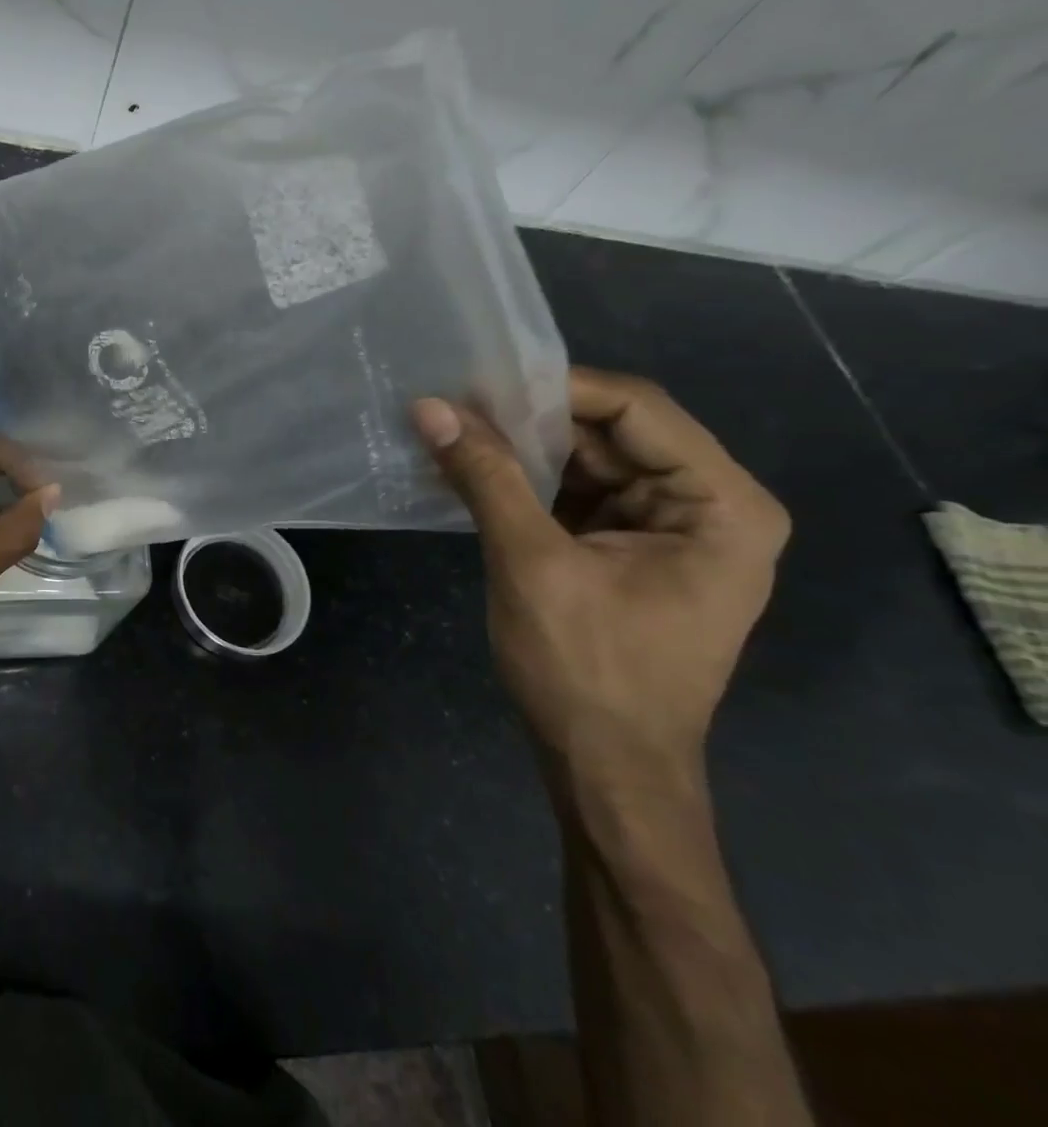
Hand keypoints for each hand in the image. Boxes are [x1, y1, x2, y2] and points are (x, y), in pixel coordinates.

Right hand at [413, 369, 789, 784]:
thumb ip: (486, 476)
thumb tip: (430, 407)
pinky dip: (525, 482)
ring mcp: (668, 529)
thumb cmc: (586, 670)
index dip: (555, 388)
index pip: (636, 408)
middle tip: (453, 404)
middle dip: (530, 419)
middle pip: (612, 432)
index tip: (477, 382)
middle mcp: (708, 506)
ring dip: (521, 449)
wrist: (605, 768)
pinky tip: (471, 471)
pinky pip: (575, 494)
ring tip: (451, 431)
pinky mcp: (628, 550)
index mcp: (721, 504)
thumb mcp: (530, 563)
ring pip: (588, 460)